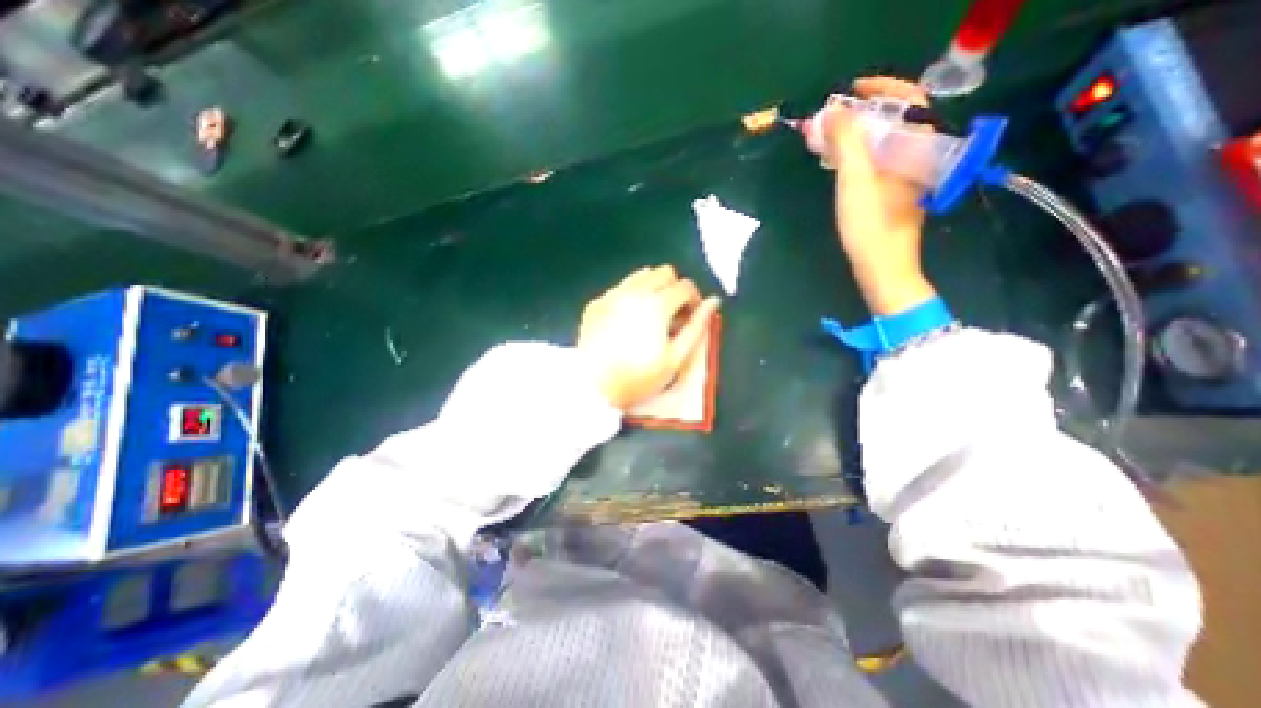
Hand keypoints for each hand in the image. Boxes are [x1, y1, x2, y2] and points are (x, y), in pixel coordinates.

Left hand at [575, 263, 712, 407]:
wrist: (592, 387)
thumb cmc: (638, 377)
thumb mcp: (675, 358)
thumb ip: (697, 327)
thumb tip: (714, 302)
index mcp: (657, 304)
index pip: (685, 286)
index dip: (695, 300)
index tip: (691, 317)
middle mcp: (634, 291)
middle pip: (664, 272)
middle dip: (675, 289)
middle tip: (674, 314)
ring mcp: (612, 295)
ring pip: (641, 275)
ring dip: (653, 288)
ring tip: (652, 315)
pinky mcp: (596, 303)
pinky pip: (620, 288)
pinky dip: (631, 296)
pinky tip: (628, 320)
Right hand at [828, 76, 935, 314]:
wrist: (882, 269)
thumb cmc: (870, 225)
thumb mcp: (855, 180)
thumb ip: (846, 142)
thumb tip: (831, 113)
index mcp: (918, 146)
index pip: (909, 100)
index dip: (881, 88)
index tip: (849, 91)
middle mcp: (919, 157)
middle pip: (894, 122)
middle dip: (861, 115)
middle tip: (830, 119)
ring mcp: (907, 177)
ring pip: (884, 144)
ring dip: (857, 136)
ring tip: (828, 138)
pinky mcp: (894, 195)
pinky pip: (878, 162)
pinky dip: (859, 156)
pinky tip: (839, 163)